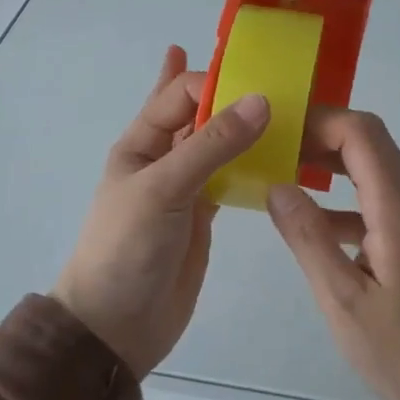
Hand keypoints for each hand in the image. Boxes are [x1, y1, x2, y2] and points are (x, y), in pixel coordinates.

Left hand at [54, 46, 270, 378]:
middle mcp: (164, 157)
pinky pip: (231, 174)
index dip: (216, 80)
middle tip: (274, 73)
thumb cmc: (127, 248)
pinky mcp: (204, 212)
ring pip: (219, 143)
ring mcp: (186, 185)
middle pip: (200, 112)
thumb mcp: (164, 189)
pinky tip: (276, 150)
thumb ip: (212, 145)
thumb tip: (262, 100)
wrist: (115, 327)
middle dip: (228, 90)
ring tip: (283, 105)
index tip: (261, 78)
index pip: (182, 94)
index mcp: (142, 142)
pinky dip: (251, 160)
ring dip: (244, 123)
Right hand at [266, 111, 399, 399]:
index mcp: (395, 208)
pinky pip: (371, 195)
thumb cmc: (397, 347)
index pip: (362, 134)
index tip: (279, 132)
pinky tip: (309, 219)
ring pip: (370, 164)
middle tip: (277, 146)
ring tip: (284, 170)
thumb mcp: (342, 298)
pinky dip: (339, 193)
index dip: (321, 121)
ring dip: (329, 159)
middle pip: (369, 139)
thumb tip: (277, 186)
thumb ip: (309, 239)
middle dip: (322, 133)